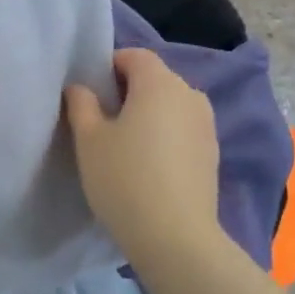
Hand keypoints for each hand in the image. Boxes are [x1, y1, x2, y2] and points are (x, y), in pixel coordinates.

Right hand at [65, 47, 221, 266]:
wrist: (175, 237)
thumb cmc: (124, 179)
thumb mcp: (89, 140)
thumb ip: (82, 104)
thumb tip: (81, 88)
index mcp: (160, 83)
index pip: (134, 56)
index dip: (109, 66)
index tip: (90, 93)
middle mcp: (190, 95)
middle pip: (155, 79)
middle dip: (128, 91)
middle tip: (101, 120)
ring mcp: (206, 125)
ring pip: (170, 106)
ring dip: (148, 115)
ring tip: (124, 145)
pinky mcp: (213, 153)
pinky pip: (182, 130)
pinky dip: (164, 136)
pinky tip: (148, 166)